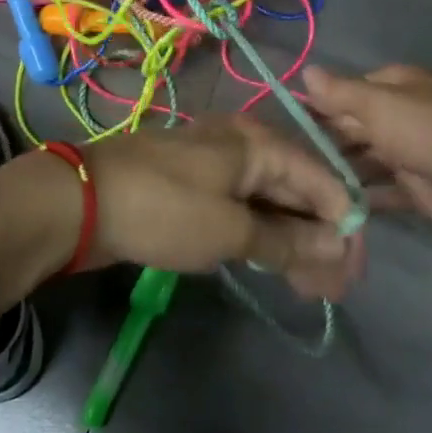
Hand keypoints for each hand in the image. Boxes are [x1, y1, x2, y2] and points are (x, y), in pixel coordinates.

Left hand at [83, 116, 360, 298]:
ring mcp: (219, 166)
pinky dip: (263, 237)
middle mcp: (245, 146)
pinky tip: (275, 265)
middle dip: (321, 239)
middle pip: (300, 191)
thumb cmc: (162, 208)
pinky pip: (244, 209)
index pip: (324, 181)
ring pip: (272, 202)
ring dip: (294, 242)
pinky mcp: (197, 188)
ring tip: (309, 287)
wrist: (78, 202)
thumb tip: (337, 245)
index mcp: (260, 144)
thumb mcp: (229, 229)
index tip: (353, 273)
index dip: (344, 227)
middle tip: (333, 289)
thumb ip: (286, 238)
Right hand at [301, 64, 431, 240]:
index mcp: (398, 88)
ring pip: (367, 160)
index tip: (288, 121)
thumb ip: (340, 93)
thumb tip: (306, 70)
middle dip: (326, 140)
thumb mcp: (378, 105)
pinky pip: (382, 191)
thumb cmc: (428, 131)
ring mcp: (411, 154)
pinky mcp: (417, 189)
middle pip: (356, 127)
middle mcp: (404, 117)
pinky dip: (361, 197)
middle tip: (287, 160)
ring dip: (340, 170)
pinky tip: (329, 205)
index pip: (351, 91)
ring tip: (300, 185)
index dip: (321, 104)